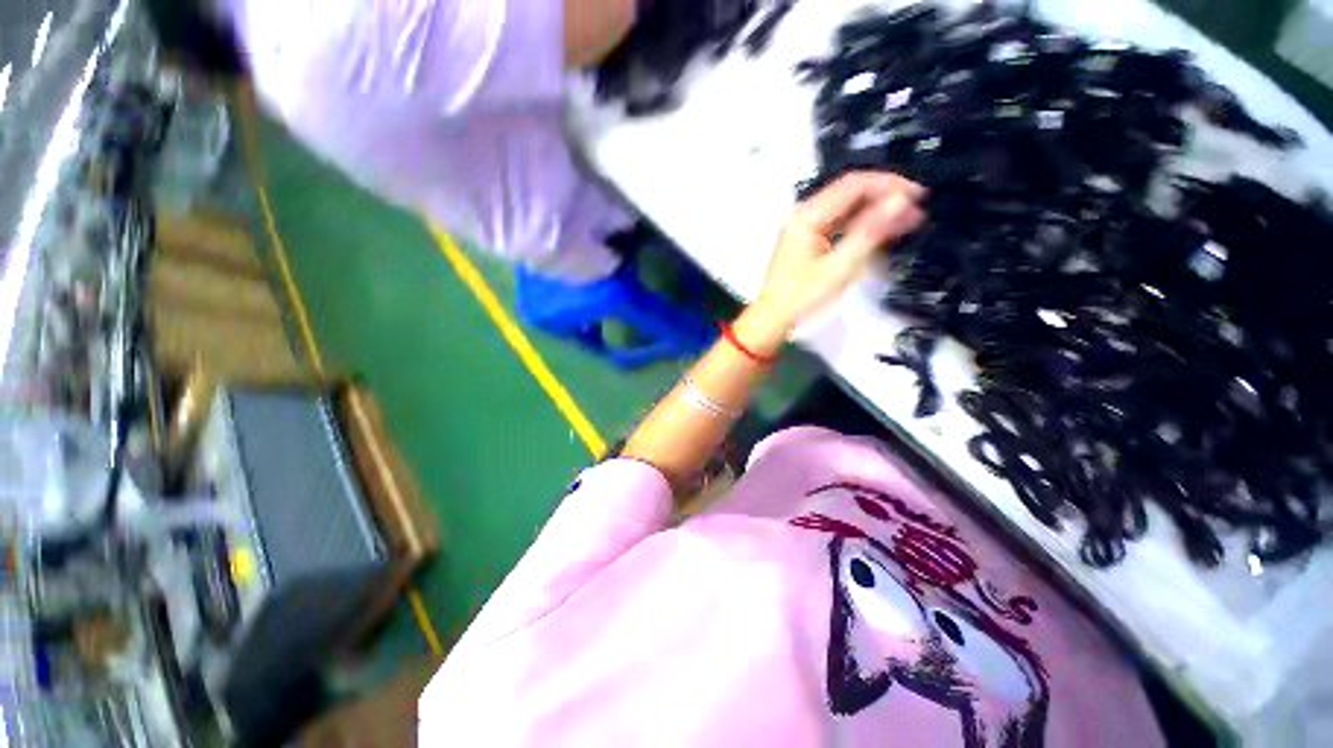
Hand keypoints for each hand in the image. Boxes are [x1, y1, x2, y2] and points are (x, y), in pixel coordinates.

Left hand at [740, 173, 926, 349]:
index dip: (889, 184)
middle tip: (917, 209)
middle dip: (884, 197)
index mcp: (808, 216)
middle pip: (850, 193)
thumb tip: (901, 201)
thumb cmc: (803, 297)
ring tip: (908, 220)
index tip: (919, 195)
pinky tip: (882, 232)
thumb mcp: (839, 267)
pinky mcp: (807, 241)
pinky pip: (838, 224)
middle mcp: (804, 215)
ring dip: (875, 211)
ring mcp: (804, 228)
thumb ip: (870, 232)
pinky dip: (860, 225)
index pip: (853, 185)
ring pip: (846, 209)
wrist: (773, 319)